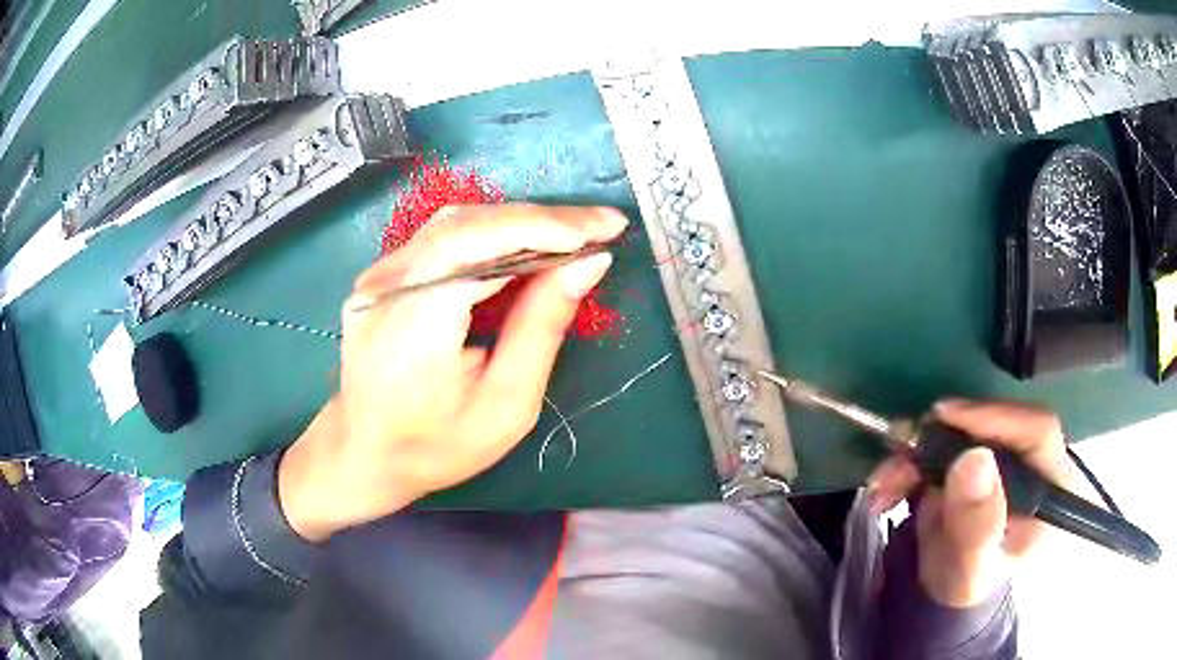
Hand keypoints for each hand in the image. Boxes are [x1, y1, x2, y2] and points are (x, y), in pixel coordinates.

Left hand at [278, 204, 627, 541]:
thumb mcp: (506, 404)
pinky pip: (442, 239)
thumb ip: (543, 327)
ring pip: (456, 223)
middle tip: (601, 225)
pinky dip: (492, 236)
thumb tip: (587, 264)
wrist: (364, 453)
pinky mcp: (381, 276)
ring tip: (573, 235)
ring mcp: (377, 276)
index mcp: (413, 322)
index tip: (606, 227)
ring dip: (519, 223)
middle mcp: (386, 284)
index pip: (480, 243)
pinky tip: (525, 247)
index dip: (547, 227)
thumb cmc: (437, 446)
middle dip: (543, 220)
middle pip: (470, 223)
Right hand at [868, 399, 1071, 607]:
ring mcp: (1004, 455)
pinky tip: (888, 487)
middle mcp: (1033, 459)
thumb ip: (976, 525)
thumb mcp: (971, 568)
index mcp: (1054, 484)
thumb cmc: (967, 584)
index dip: (994, 417)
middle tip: (899, 453)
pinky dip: (911, 462)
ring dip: (917, 453)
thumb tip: (974, 460)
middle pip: (994, 425)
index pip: (1036, 430)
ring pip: (963, 432)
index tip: (945, 418)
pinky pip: (944, 444)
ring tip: (884, 485)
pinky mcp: (978, 456)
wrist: (945, 591)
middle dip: (941, 439)